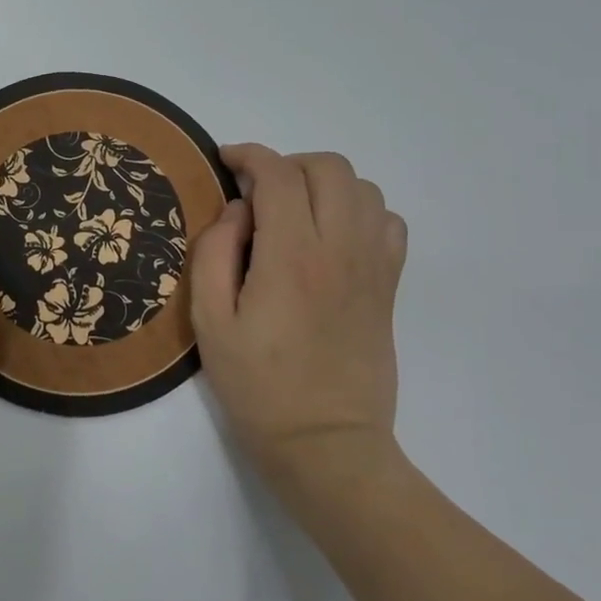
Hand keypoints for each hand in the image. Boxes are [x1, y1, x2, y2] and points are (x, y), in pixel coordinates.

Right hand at [191, 144, 409, 491]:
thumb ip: (214, 252)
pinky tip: (333, 236)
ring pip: (363, 188)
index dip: (248, 156)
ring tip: (294, 212)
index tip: (225, 161)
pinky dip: (361, 212)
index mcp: (292, 256)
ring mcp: (373, 266)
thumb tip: (238, 210)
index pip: (278, 174)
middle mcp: (340, 249)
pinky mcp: (390, 286)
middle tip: (258, 192)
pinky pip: (389, 222)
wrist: (327, 444)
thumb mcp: (210, 322)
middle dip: (287, 164)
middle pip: (328, 168)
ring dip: (324, 185)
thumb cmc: (258, 386)